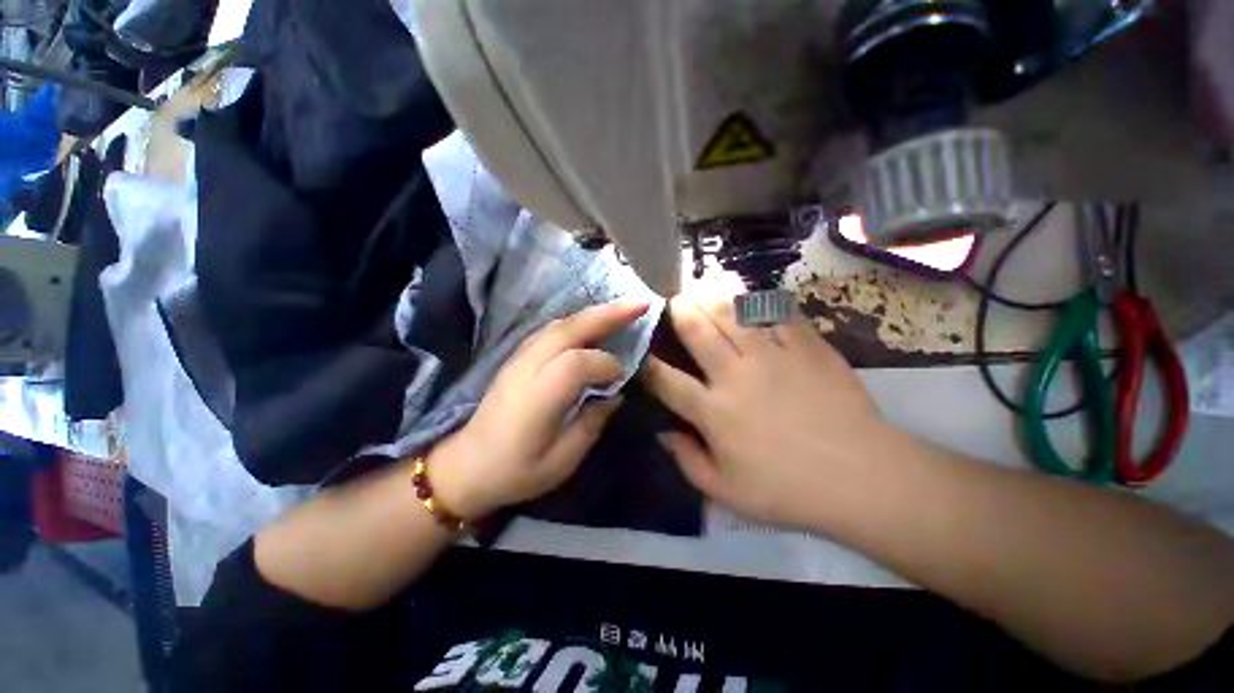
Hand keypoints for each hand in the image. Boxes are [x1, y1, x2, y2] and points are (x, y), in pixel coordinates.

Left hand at [429, 301, 648, 519]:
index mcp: (538, 396)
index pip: (577, 363)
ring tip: (622, 310)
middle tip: (640, 305)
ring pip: (559, 324)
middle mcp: (527, 367)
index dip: (606, 365)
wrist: (467, 466)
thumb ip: (592, 423)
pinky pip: (551, 331)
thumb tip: (615, 395)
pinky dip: (576, 322)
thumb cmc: (516, 471)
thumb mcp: (562, 461)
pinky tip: (591, 326)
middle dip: (608, 314)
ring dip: (593, 314)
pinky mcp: (517, 357)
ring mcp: (519, 358)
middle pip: (569, 329)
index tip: (621, 378)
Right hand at [642, 291, 887, 528]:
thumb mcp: (726, 491)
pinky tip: (751, 296)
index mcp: (713, 411)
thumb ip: (687, 461)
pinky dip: (761, 301)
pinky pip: (777, 313)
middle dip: (679, 310)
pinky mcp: (805, 346)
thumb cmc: (788, 489)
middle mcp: (735, 375)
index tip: (640, 350)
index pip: (666, 380)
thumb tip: (663, 433)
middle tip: (673, 299)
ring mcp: (771, 356)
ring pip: (732, 313)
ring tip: (702, 286)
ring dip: (711, 297)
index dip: (647, 363)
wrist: (862, 477)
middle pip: (697, 331)